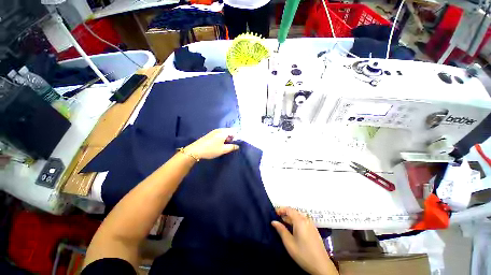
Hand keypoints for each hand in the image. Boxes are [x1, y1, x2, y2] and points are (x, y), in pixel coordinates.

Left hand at [184, 128, 238, 159]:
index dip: (237, 136)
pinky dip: (222, 139)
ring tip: (227, 146)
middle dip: (232, 138)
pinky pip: (220, 135)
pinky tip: (221, 145)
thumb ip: (232, 147)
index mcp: (223, 132)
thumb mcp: (223, 150)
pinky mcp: (211, 135)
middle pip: (229, 131)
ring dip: (227, 139)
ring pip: (224, 133)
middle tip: (232, 145)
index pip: (234, 131)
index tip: (238, 143)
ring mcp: (214, 132)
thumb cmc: (211, 149)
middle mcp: (219, 130)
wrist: (195, 150)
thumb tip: (237, 146)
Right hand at [272, 207, 337, 274]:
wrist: (321, 266)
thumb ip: (281, 230)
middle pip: (294, 212)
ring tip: (284, 223)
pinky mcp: (314, 230)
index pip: (289, 209)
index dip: (281, 209)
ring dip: (291, 217)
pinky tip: (294, 229)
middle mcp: (306, 220)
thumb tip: (273, 221)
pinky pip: (303, 221)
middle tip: (278, 218)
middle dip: (285, 213)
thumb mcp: (289, 243)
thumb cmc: (303, 254)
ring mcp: (311, 225)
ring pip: (299, 216)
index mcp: (300, 221)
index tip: (274, 213)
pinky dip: (296, 221)